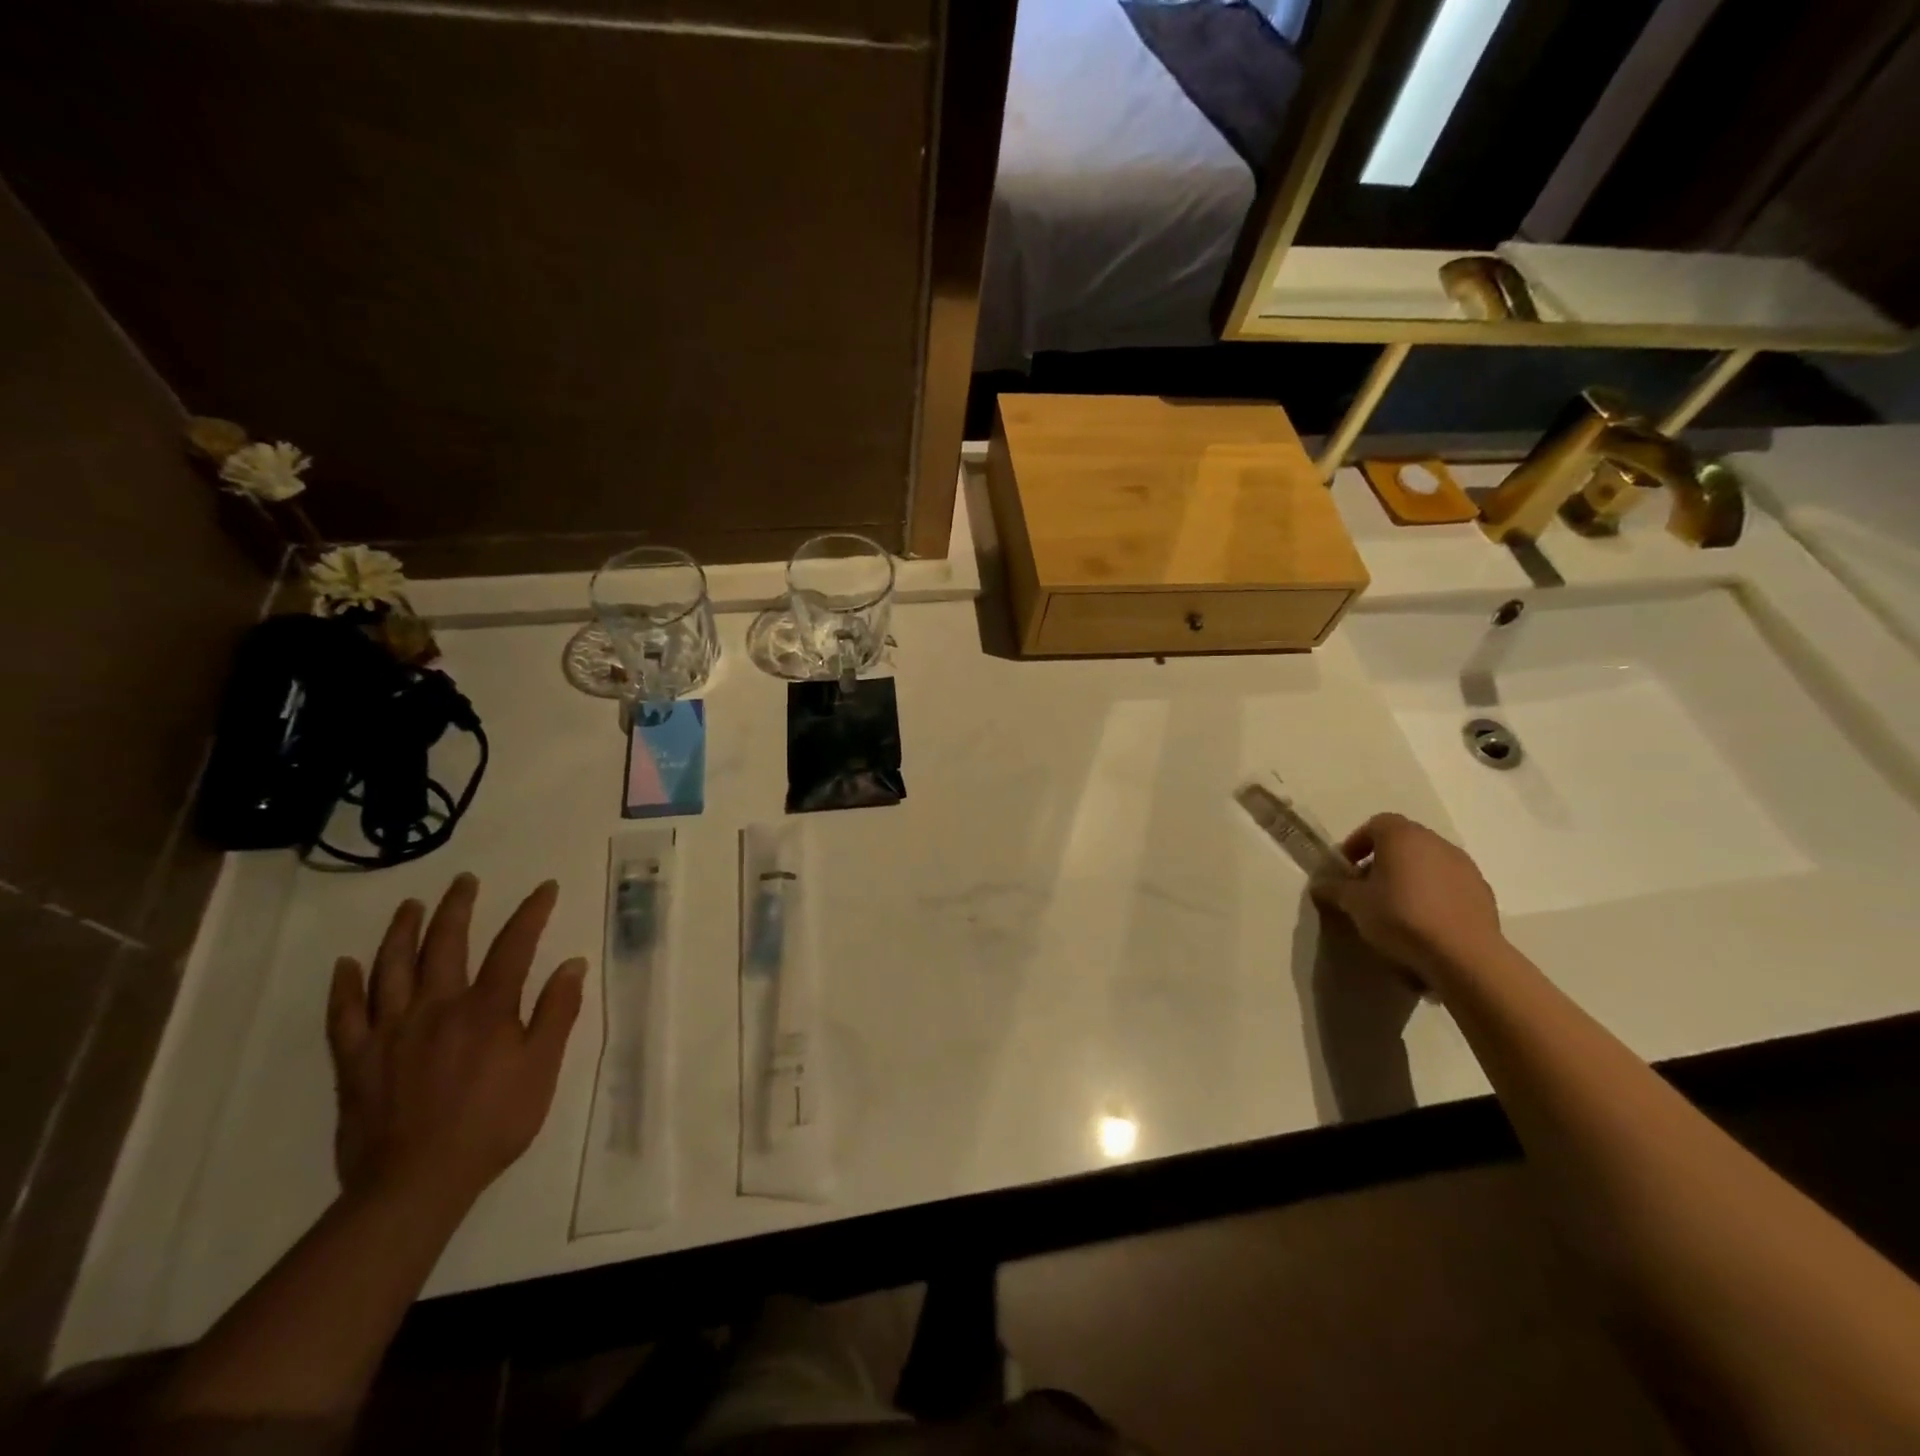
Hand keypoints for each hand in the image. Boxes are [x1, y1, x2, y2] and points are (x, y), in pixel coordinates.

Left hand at [326, 874, 585, 1212]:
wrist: (416, 1183)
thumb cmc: (492, 1123)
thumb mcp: (542, 1069)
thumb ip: (556, 1013)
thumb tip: (572, 964)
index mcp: (486, 1009)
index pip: (514, 945)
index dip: (532, 912)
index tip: (545, 888)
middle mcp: (436, 1007)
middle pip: (445, 944)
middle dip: (458, 907)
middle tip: (464, 881)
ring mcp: (390, 1031)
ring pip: (391, 968)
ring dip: (401, 931)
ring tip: (410, 906)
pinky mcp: (355, 1060)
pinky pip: (344, 1015)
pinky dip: (344, 986)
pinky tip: (346, 965)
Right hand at [1310, 813, 1504, 989]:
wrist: (1463, 954)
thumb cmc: (1400, 917)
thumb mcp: (1354, 903)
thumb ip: (1334, 889)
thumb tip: (1320, 884)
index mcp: (1402, 836)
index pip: (1375, 824)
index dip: (1357, 843)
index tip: (1347, 868)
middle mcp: (1435, 842)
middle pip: (1403, 842)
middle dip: (1383, 861)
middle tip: (1368, 888)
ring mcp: (1465, 866)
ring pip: (1428, 863)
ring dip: (1410, 877)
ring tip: (1397, 907)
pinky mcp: (1483, 892)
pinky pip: (1449, 884)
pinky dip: (1434, 894)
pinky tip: (1425, 921)